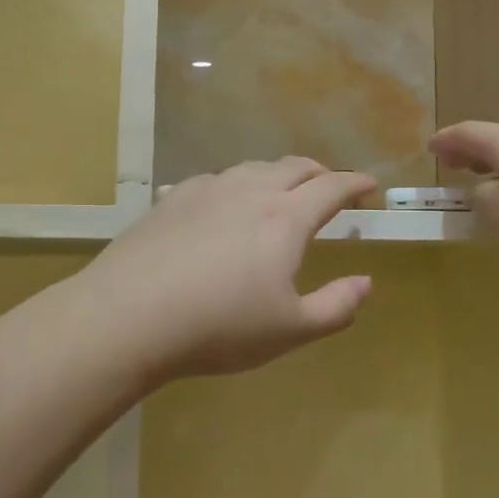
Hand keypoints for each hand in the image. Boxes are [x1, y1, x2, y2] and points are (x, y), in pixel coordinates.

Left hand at [82, 158, 377, 384]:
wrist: (129, 315)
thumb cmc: (219, 327)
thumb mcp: (290, 330)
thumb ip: (336, 306)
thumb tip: (366, 283)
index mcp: (286, 219)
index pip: (332, 188)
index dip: (355, 183)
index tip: (369, 185)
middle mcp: (250, 191)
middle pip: (294, 167)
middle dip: (319, 172)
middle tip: (330, 184)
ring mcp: (207, 190)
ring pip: (252, 168)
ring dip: (276, 174)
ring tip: (280, 189)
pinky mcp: (171, 199)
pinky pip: (214, 180)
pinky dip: (235, 184)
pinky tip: (223, 201)